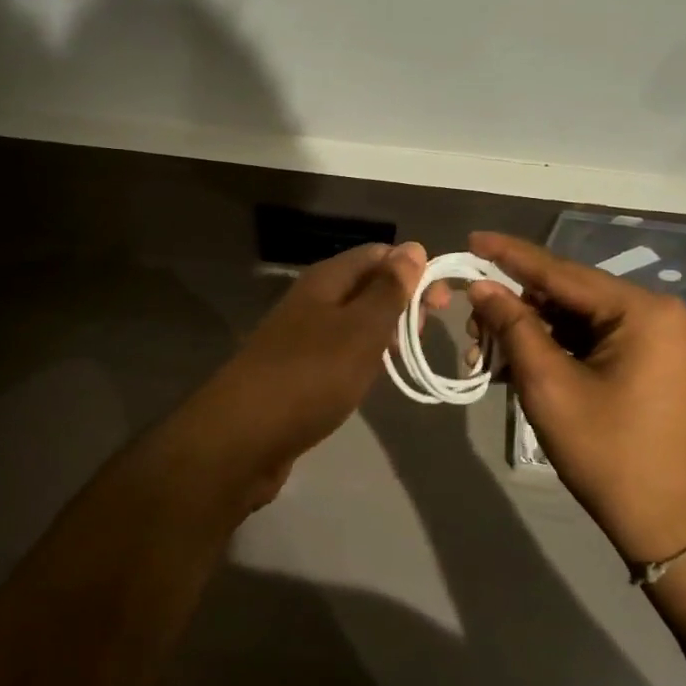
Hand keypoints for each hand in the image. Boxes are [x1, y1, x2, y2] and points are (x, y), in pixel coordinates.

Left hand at [195, 242, 426, 495]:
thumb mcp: (360, 330)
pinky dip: (361, 357)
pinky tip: (373, 376)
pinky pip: (337, 351)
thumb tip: (413, 248)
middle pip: (363, 286)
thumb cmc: (310, 376)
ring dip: (383, 330)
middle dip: (400, 301)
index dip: (412, 269)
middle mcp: (310, 301)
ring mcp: (299, 337)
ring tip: (408, 353)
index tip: (442, 301)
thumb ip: (388, 290)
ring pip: (351, 320)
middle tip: (427, 331)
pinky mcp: (295, 371)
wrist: (243, 437)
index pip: (376, 254)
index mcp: (325, 281)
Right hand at [465, 232, 685, 564]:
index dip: (510, 256)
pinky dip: (555, 352)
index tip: (471, 239)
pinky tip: (517, 366)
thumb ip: (514, 327)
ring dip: (530, 334)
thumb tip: (482, 287)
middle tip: (470, 326)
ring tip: (485, 354)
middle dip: (515, 308)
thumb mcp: (550, 386)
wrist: (675, 525)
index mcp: (642, 312)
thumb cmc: (610, 453)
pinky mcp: (653, 366)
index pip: (561, 272)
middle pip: (568, 296)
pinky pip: (593, 343)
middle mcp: (657, 315)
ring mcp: (659, 341)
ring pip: (577, 322)